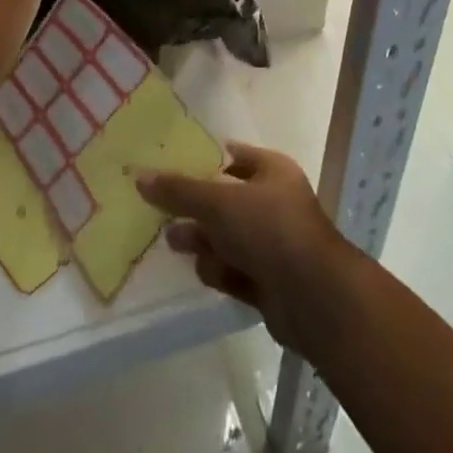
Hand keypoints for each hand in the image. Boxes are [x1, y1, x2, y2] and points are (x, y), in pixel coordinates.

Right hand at [138, 144, 358, 351]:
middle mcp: (274, 203)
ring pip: (227, 237)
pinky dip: (220, 271)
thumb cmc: (269, 229)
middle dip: (196, 208)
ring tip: (176, 244)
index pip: (235, 156)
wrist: (313, 297)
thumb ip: (179, 190)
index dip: (205, 160)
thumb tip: (140, 176)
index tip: (172, 166)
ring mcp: (272, 244)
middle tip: (164, 212)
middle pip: (226, 200)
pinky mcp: (268, 281)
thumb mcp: (218, 202)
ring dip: (204, 241)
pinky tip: (209, 274)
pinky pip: (234, 269)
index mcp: (272, 170)